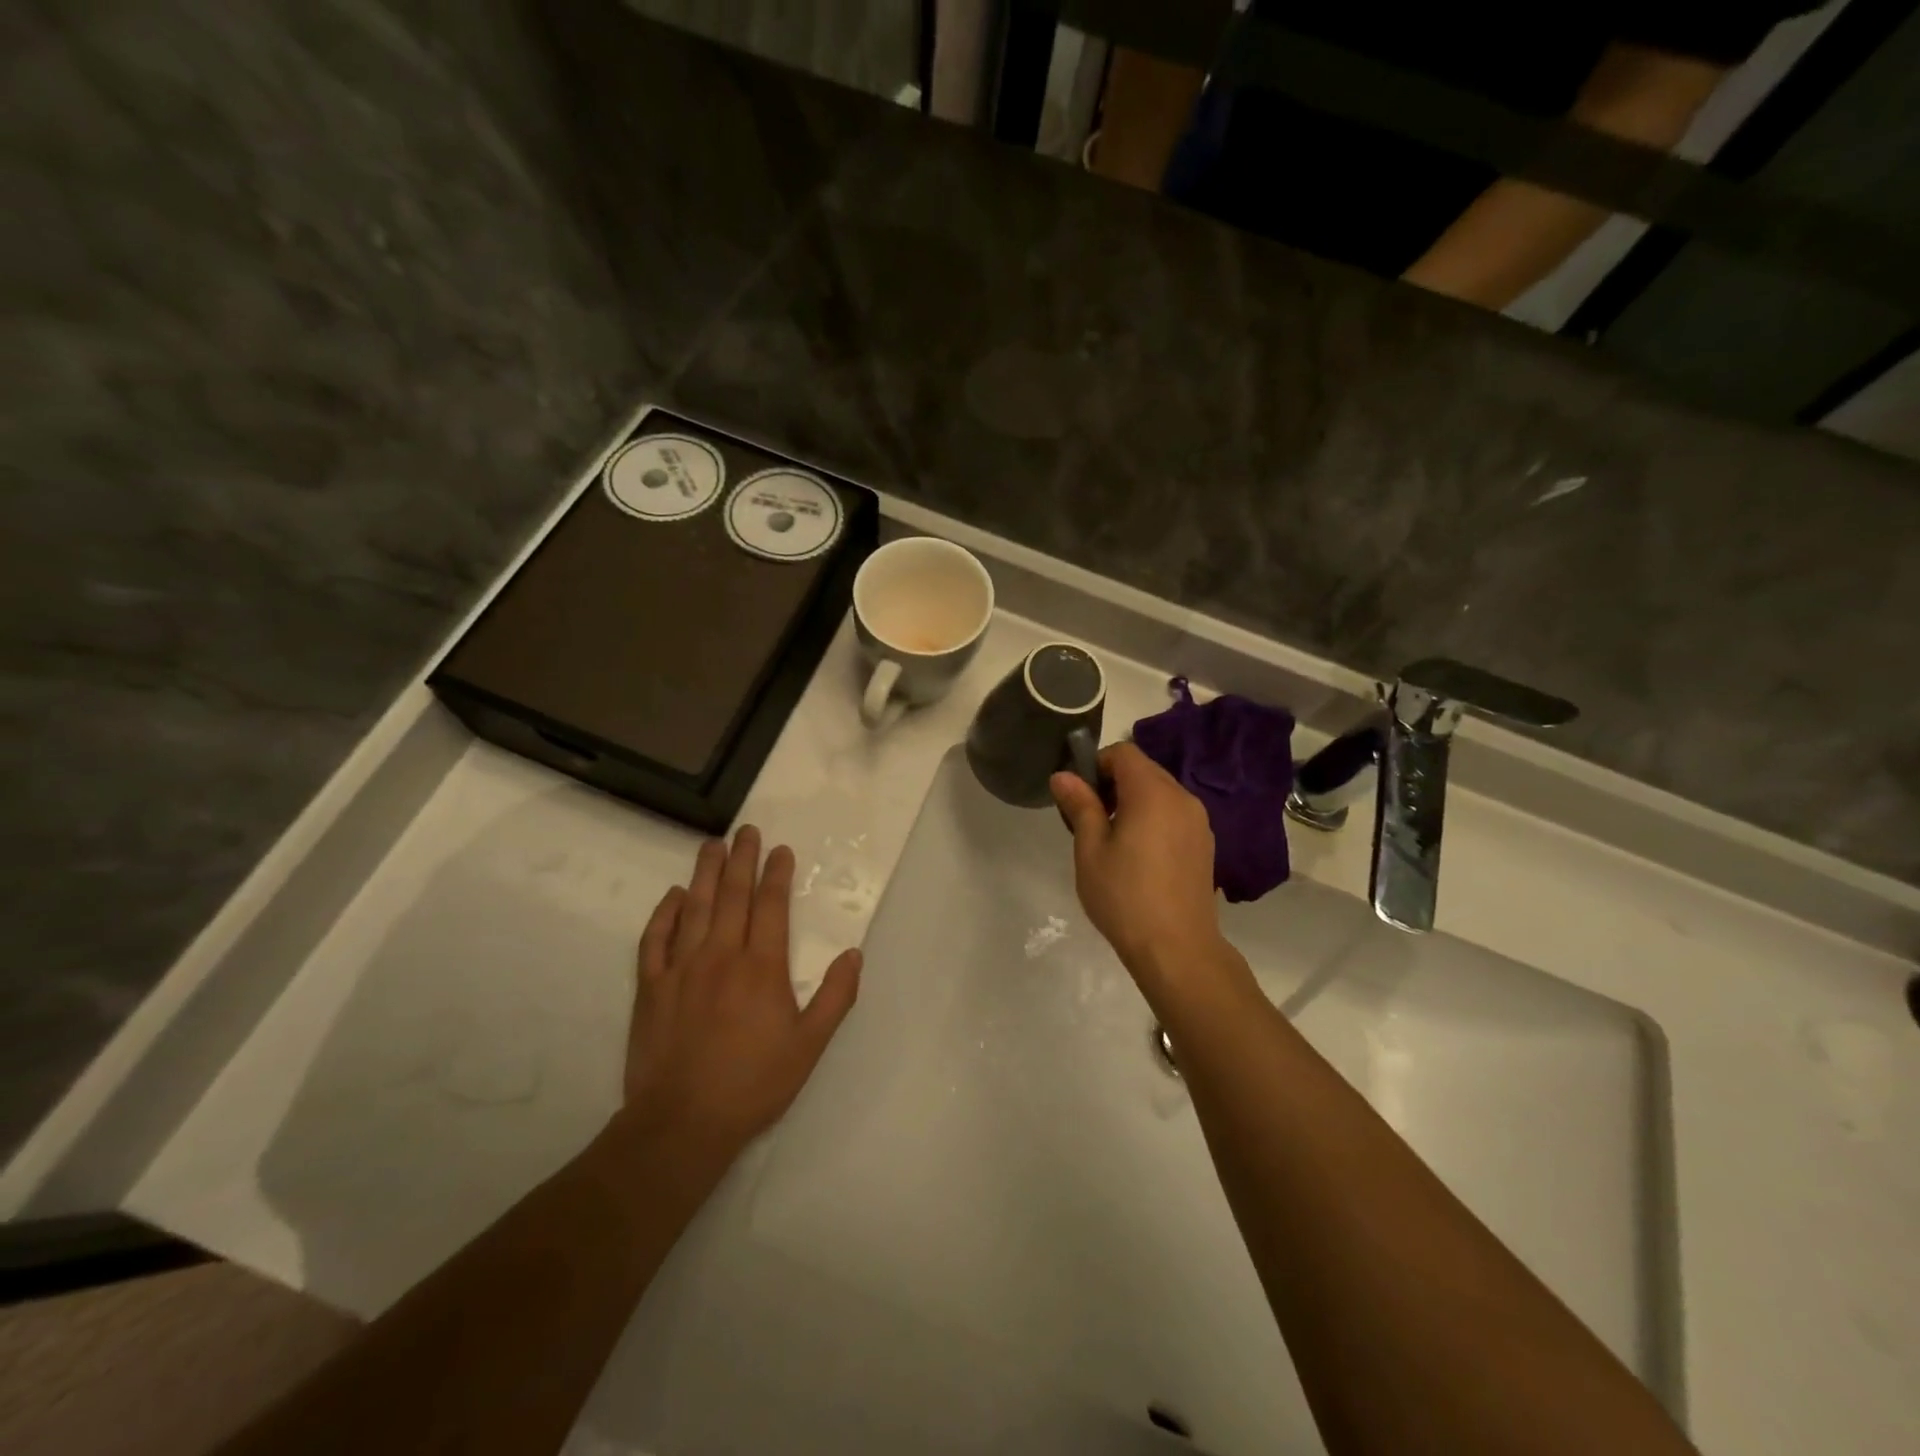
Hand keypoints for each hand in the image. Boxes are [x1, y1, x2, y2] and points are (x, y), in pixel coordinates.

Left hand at [618, 827, 860, 1163]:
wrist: (682, 1122)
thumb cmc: (753, 1084)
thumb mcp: (809, 1046)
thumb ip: (836, 997)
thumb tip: (854, 953)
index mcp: (761, 967)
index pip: (771, 906)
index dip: (777, 874)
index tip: (781, 850)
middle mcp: (721, 955)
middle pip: (733, 895)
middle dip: (743, 859)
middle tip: (747, 830)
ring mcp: (681, 969)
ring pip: (695, 908)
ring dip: (705, 873)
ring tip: (712, 845)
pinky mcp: (651, 988)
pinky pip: (655, 940)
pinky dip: (664, 914)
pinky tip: (672, 896)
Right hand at [1051, 743, 1226, 988]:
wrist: (1177, 948)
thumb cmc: (1124, 896)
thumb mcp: (1090, 849)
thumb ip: (1079, 805)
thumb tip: (1062, 776)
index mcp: (1153, 792)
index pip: (1123, 752)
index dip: (1097, 765)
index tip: (1080, 797)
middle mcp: (1182, 797)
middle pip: (1144, 770)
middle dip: (1114, 784)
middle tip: (1091, 821)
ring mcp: (1199, 821)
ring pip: (1160, 793)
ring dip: (1134, 802)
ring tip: (1114, 842)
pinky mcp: (1205, 844)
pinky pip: (1174, 814)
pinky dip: (1154, 819)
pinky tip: (1140, 857)